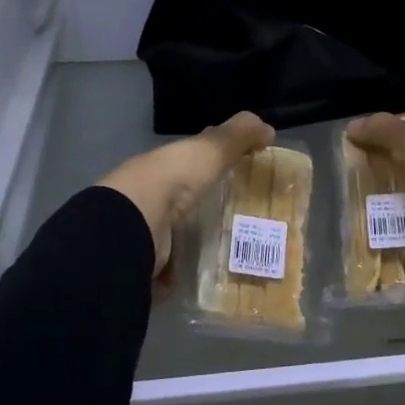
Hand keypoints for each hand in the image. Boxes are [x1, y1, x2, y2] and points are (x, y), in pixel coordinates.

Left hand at [98, 112, 275, 277]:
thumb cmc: (174, 179)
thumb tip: (267, 127)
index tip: (242, 173)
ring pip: (178, 234)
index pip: (192, 161)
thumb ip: (238, 135)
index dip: (215, 163)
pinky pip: (174, 267)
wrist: (136, 224)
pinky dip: (189, 271)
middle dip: (209, 207)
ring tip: (238, 252)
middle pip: (186, 200)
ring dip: (199, 241)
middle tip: (248, 220)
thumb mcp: (211, 148)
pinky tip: (213, 276)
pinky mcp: (150, 263)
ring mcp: (149, 231)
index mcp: (167, 166)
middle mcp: (154, 196)